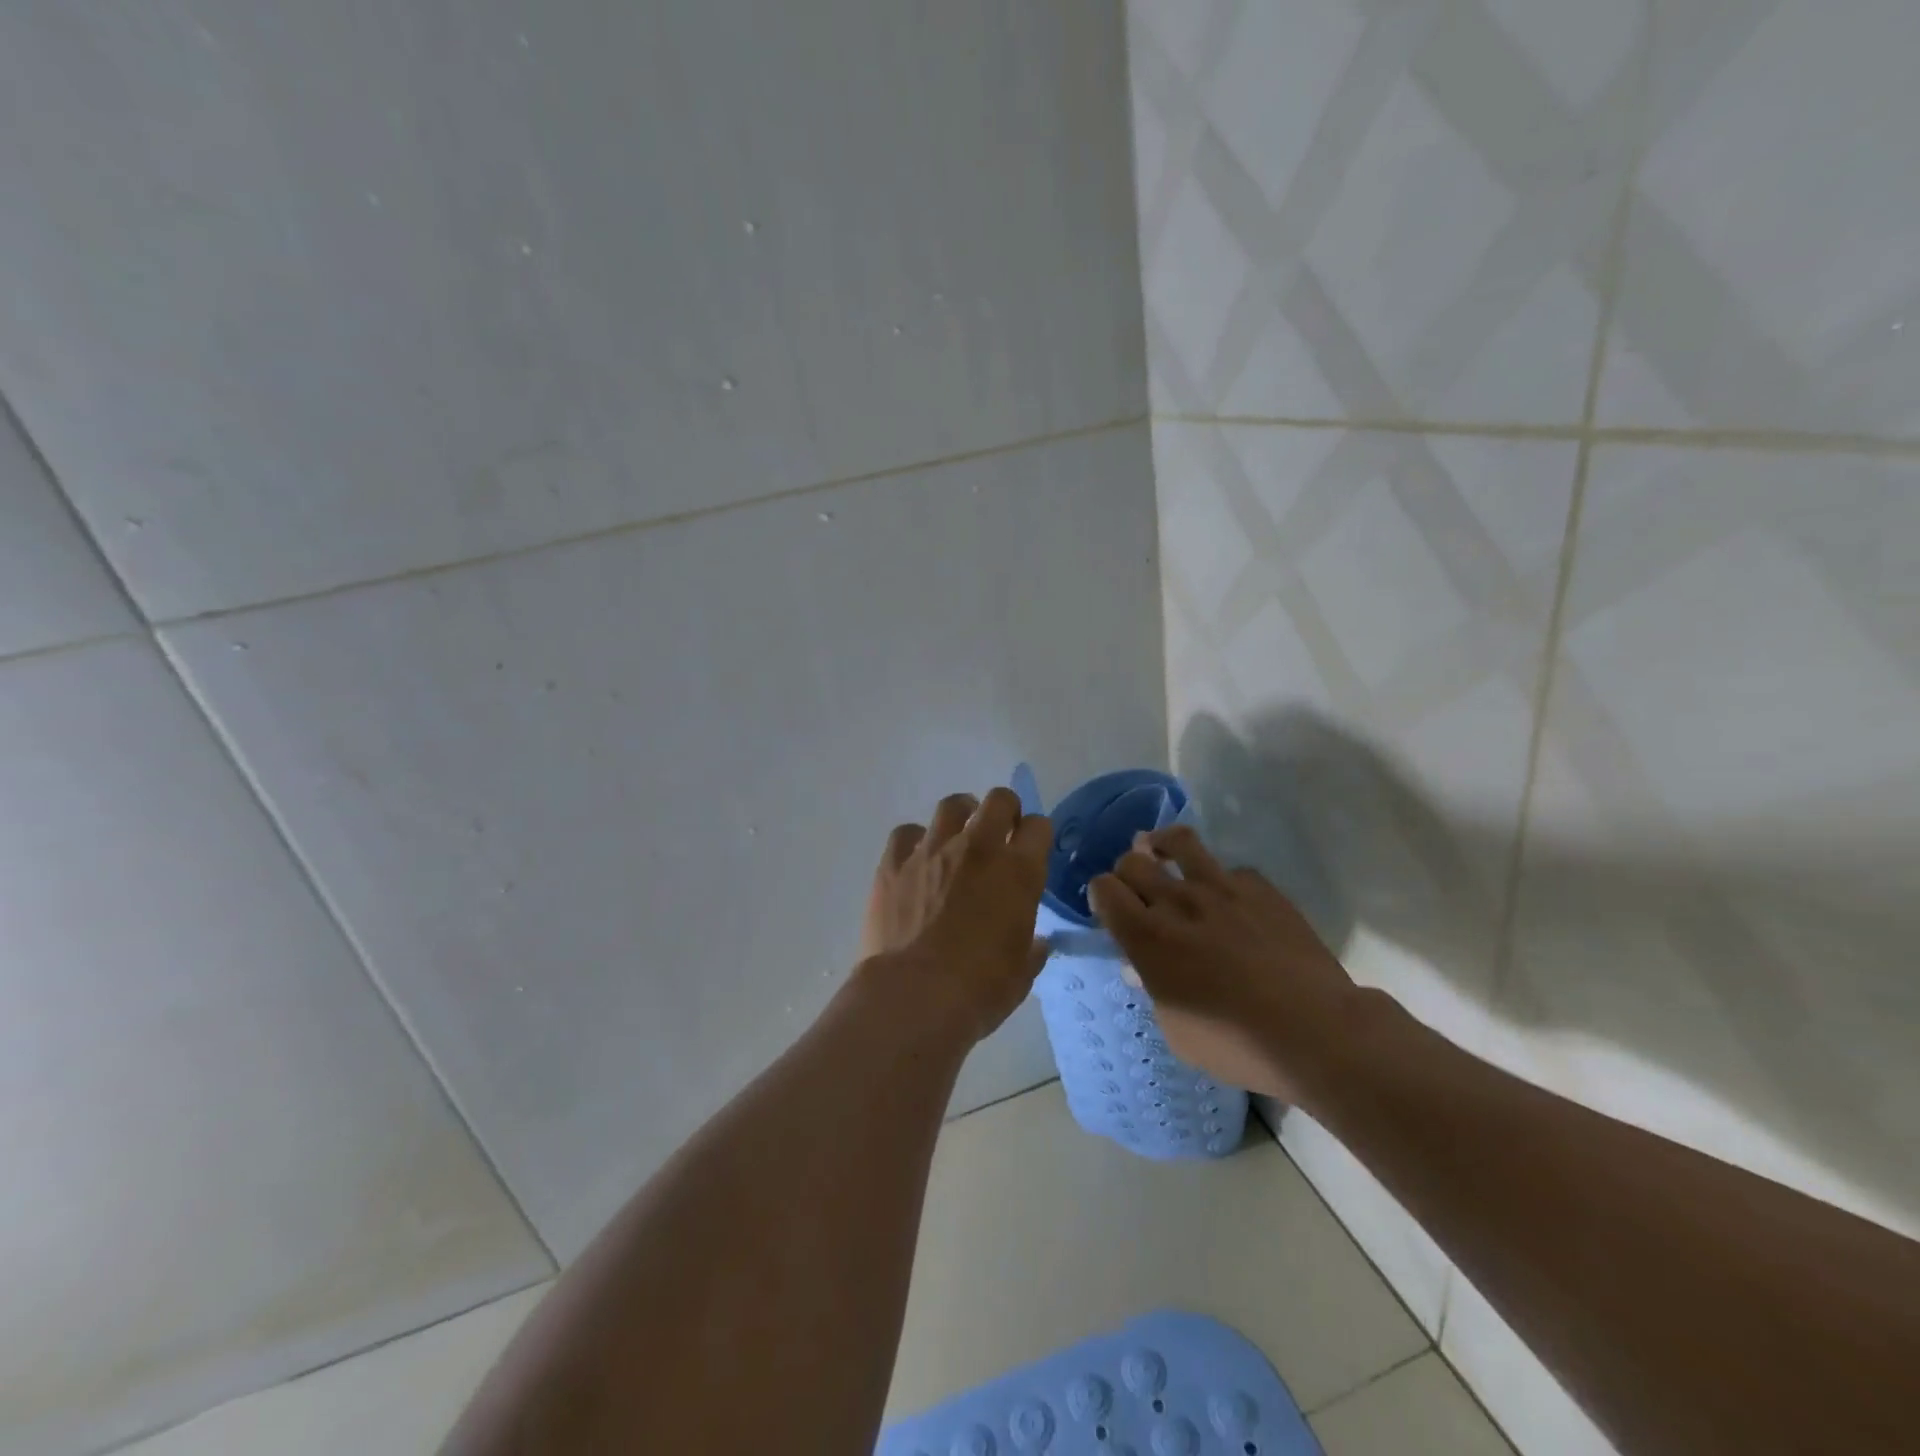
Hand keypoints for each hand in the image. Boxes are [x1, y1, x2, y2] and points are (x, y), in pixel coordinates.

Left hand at [856, 787, 1053, 1043]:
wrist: (913, 995)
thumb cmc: (979, 990)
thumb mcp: (1021, 973)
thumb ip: (1032, 949)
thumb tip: (1037, 942)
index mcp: (1018, 871)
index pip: (1039, 827)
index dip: (1037, 836)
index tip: (1031, 850)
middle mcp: (978, 848)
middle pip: (999, 800)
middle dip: (1004, 811)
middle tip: (999, 833)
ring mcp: (932, 849)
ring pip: (952, 805)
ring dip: (961, 816)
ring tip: (958, 837)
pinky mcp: (894, 861)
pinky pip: (906, 833)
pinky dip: (915, 842)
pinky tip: (916, 862)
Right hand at [1089, 825, 1362, 1106]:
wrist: (1316, 1031)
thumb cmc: (1236, 1045)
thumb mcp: (1177, 1031)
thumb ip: (1155, 989)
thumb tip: (1143, 967)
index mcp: (1147, 938)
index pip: (1104, 889)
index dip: (1101, 895)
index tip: (1110, 909)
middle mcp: (1177, 902)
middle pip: (1132, 861)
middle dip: (1126, 872)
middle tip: (1137, 890)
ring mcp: (1221, 888)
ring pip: (1178, 841)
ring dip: (1162, 845)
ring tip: (1162, 853)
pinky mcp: (1261, 887)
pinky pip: (1231, 870)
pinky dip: (1222, 880)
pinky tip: (1230, 900)